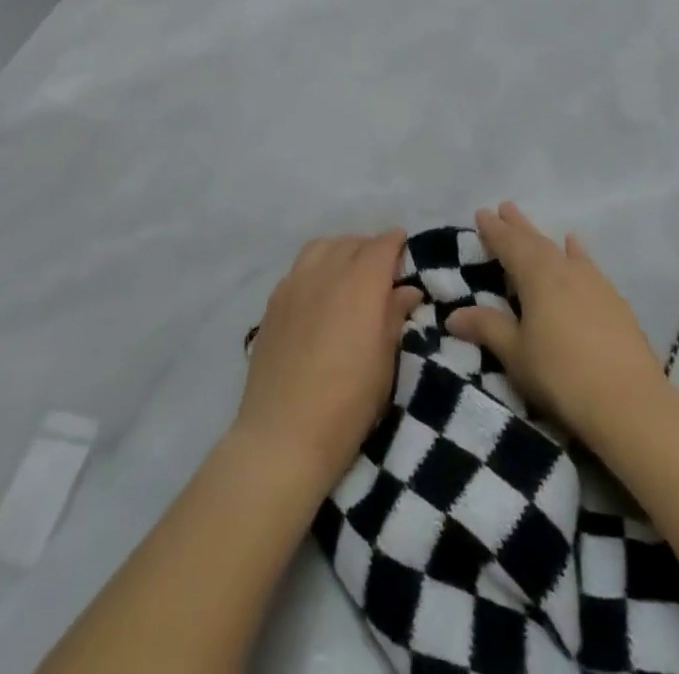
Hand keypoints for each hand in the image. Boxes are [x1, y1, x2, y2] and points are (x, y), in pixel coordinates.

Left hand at [232, 232, 423, 494]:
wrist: (282, 436)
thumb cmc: (347, 404)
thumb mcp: (384, 363)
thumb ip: (394, 317)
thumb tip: (406, 289)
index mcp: (360, 285)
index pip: (381, 247)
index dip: (395, 242)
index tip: (404, 246)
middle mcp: (326, 274)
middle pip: (351, 243)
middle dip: (370, 248)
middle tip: (382, 269)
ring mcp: (294, 284)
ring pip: (322, 247)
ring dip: (341, 251)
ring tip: (349, 273)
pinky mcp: (273, 302)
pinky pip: (299, 267)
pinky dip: (316, 266)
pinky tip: (320, 292)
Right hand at [448, 204, 665, 453]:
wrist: (629, 401)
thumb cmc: (561, 375)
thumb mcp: (516, 354)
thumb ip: (487, 328)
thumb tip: (454, 315)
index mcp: (536, 276)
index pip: (509, 245)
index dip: (494, 230)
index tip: (481, 213)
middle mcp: (564, 269)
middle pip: (535, 241)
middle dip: (517, 226)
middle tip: (504, 207)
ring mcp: (593, 282)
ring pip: (560, 250)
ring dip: (543, 238)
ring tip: (532, 227)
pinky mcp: (613, 300)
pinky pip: (586, 264)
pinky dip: (576, 253)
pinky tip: (576, 247)